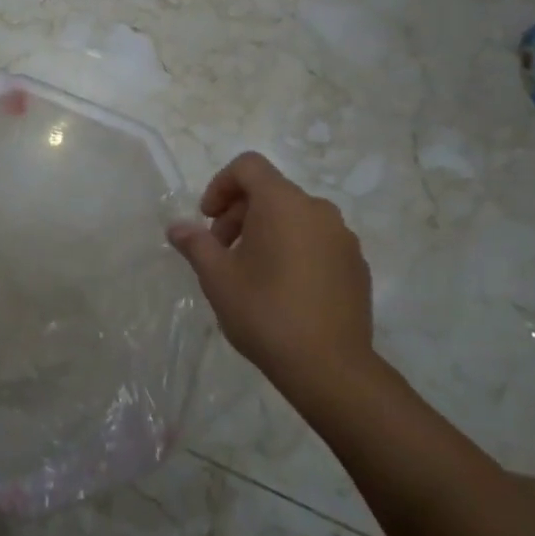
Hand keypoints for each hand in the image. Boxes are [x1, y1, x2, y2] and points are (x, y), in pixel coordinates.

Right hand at [167, 152, 375, 396]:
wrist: (332, 369)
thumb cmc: (266, 313)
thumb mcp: (217, 278)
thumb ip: (195, 244)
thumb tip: (177, 227)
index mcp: (283, 203)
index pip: (249, 166)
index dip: (221, 184)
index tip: (208, 218)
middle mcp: (318, 210)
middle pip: (270, 191)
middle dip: (239, 213)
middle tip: (221, 251)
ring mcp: (343, 238)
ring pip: (295, 217)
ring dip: (266, 231)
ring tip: (250, 272)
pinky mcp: (357, 266)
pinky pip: (317, 241)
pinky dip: (294, 249)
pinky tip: (283, 289)